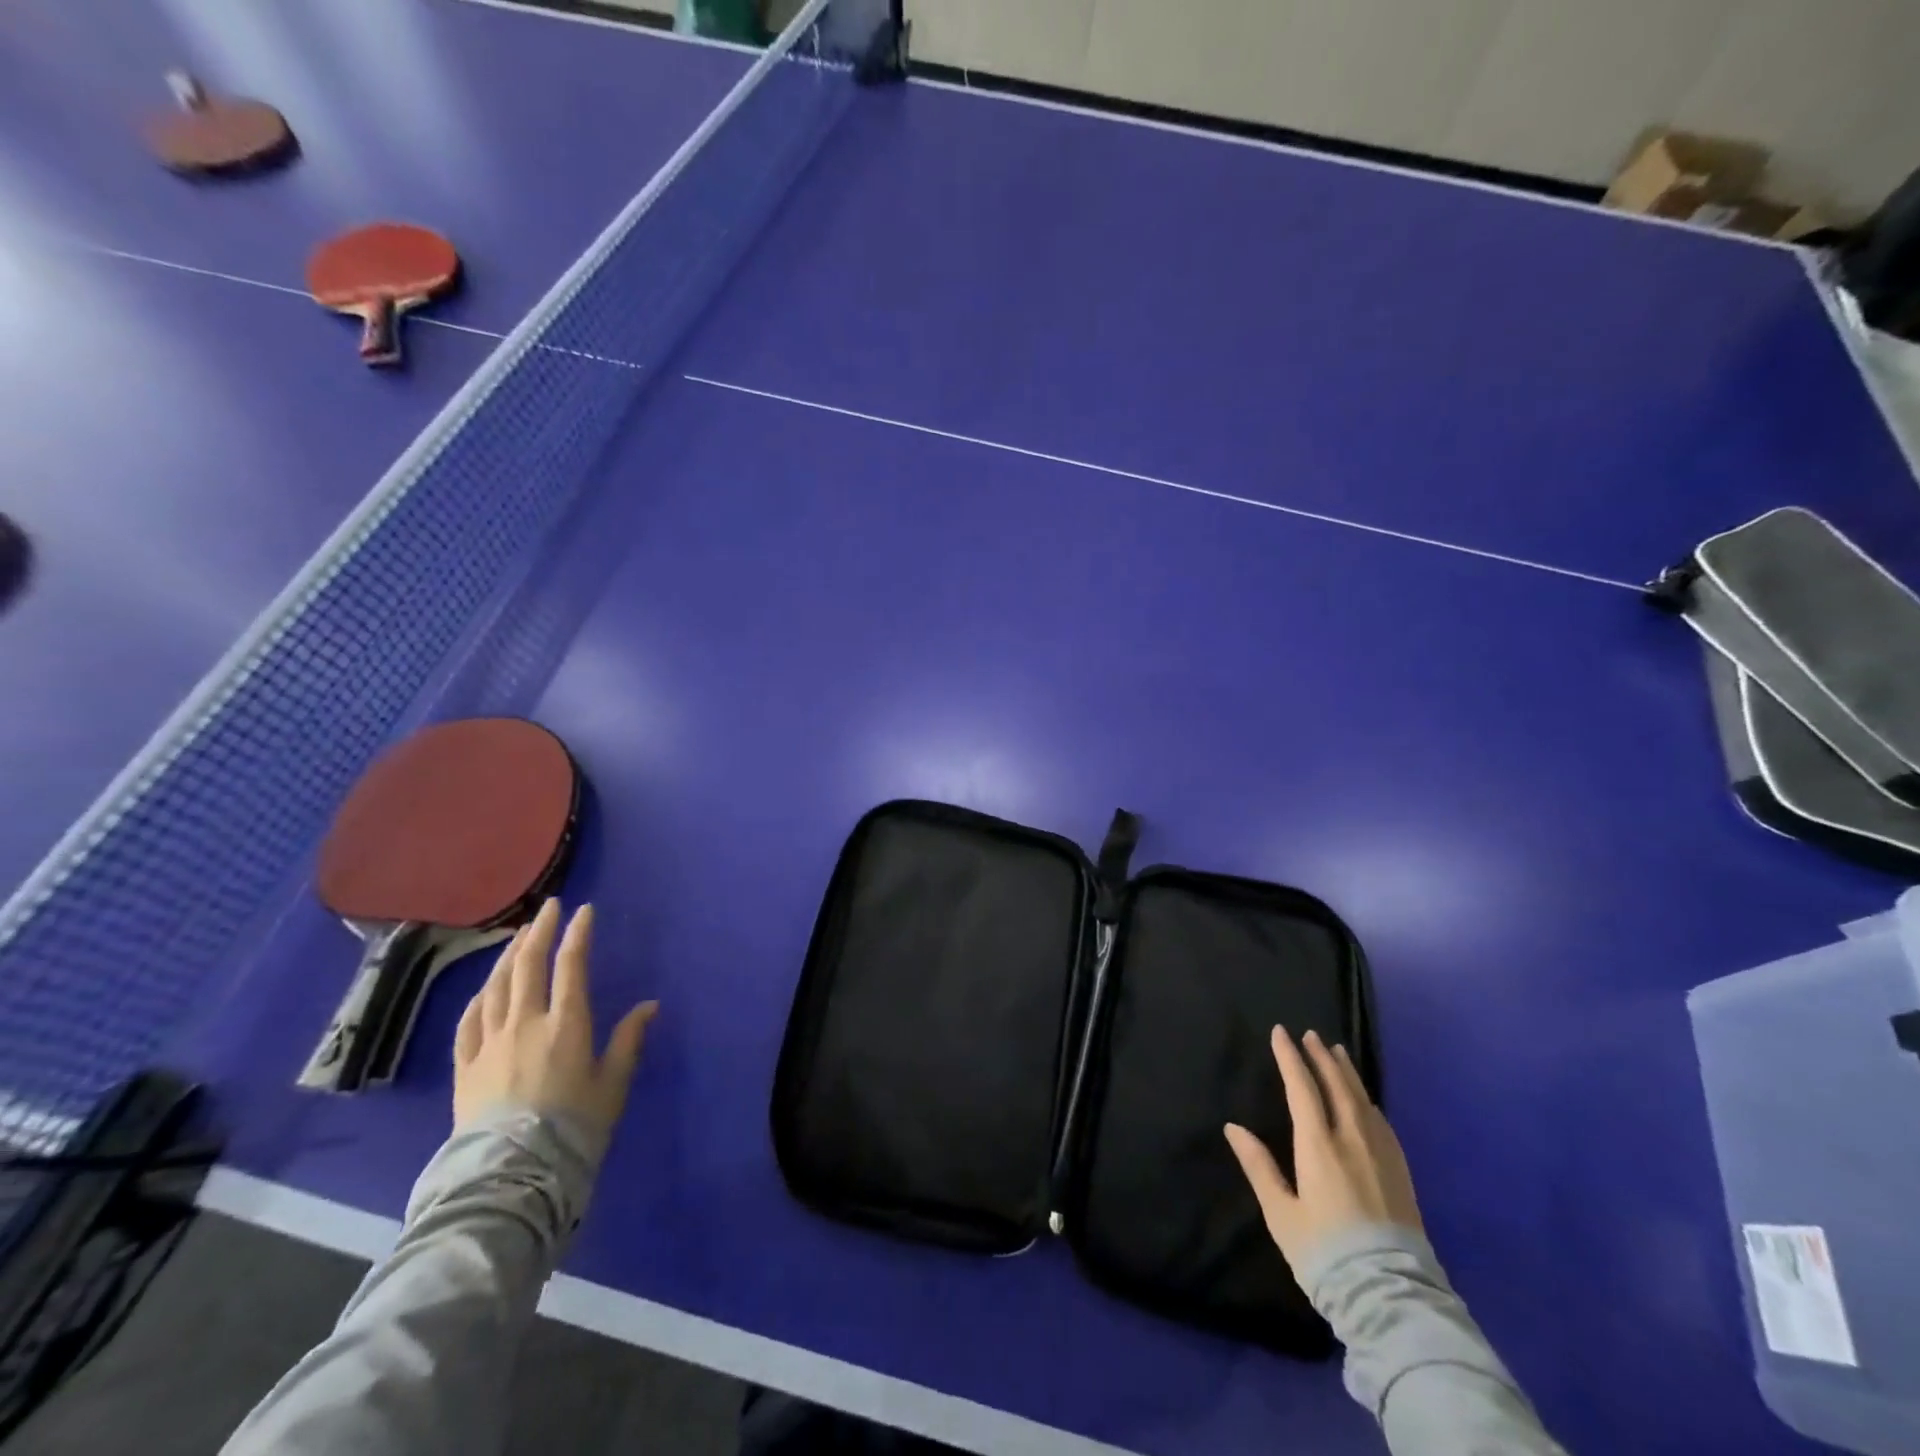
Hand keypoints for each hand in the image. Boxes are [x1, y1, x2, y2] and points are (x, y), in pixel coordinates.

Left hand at [453, 899, 657, 1146]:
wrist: (512, 1177)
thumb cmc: (573, 1128)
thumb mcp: (613, 1085)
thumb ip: (628, 1041)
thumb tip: (650, 1006)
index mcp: (566, 1025)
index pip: (571, 965)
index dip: (577, 933)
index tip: (584, 910)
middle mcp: (525, 1024)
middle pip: (528, 966)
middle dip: (539, 931)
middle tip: (548, 908)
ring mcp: (489, 1044)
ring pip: (496, 987)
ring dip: (508, 956)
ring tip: (517, 937)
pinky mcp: (465, 1067)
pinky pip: (469, 1021)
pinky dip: (479, 996)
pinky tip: (485, 988)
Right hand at [1224, 1026, 1420, 1274]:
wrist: (1390, 1296)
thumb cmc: (1325, 1253)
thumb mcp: (1282, 1214)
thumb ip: (1259, 1166)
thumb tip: (1233, 1127)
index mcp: (1319, 1147)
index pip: (1302, 1089)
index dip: (1290, 1058)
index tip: (1280, 1032)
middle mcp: (1352, 1140)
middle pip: (1337, 1086)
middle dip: (1321, 1057)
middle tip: (1311, 1034)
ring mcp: (1381, 1155)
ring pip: (1362, 1100)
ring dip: (1347, 1073)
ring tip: (1337, 1052)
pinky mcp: (1401, 1172)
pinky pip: (1381, 1122)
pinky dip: (1367, 1100)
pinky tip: (1365, 1099)